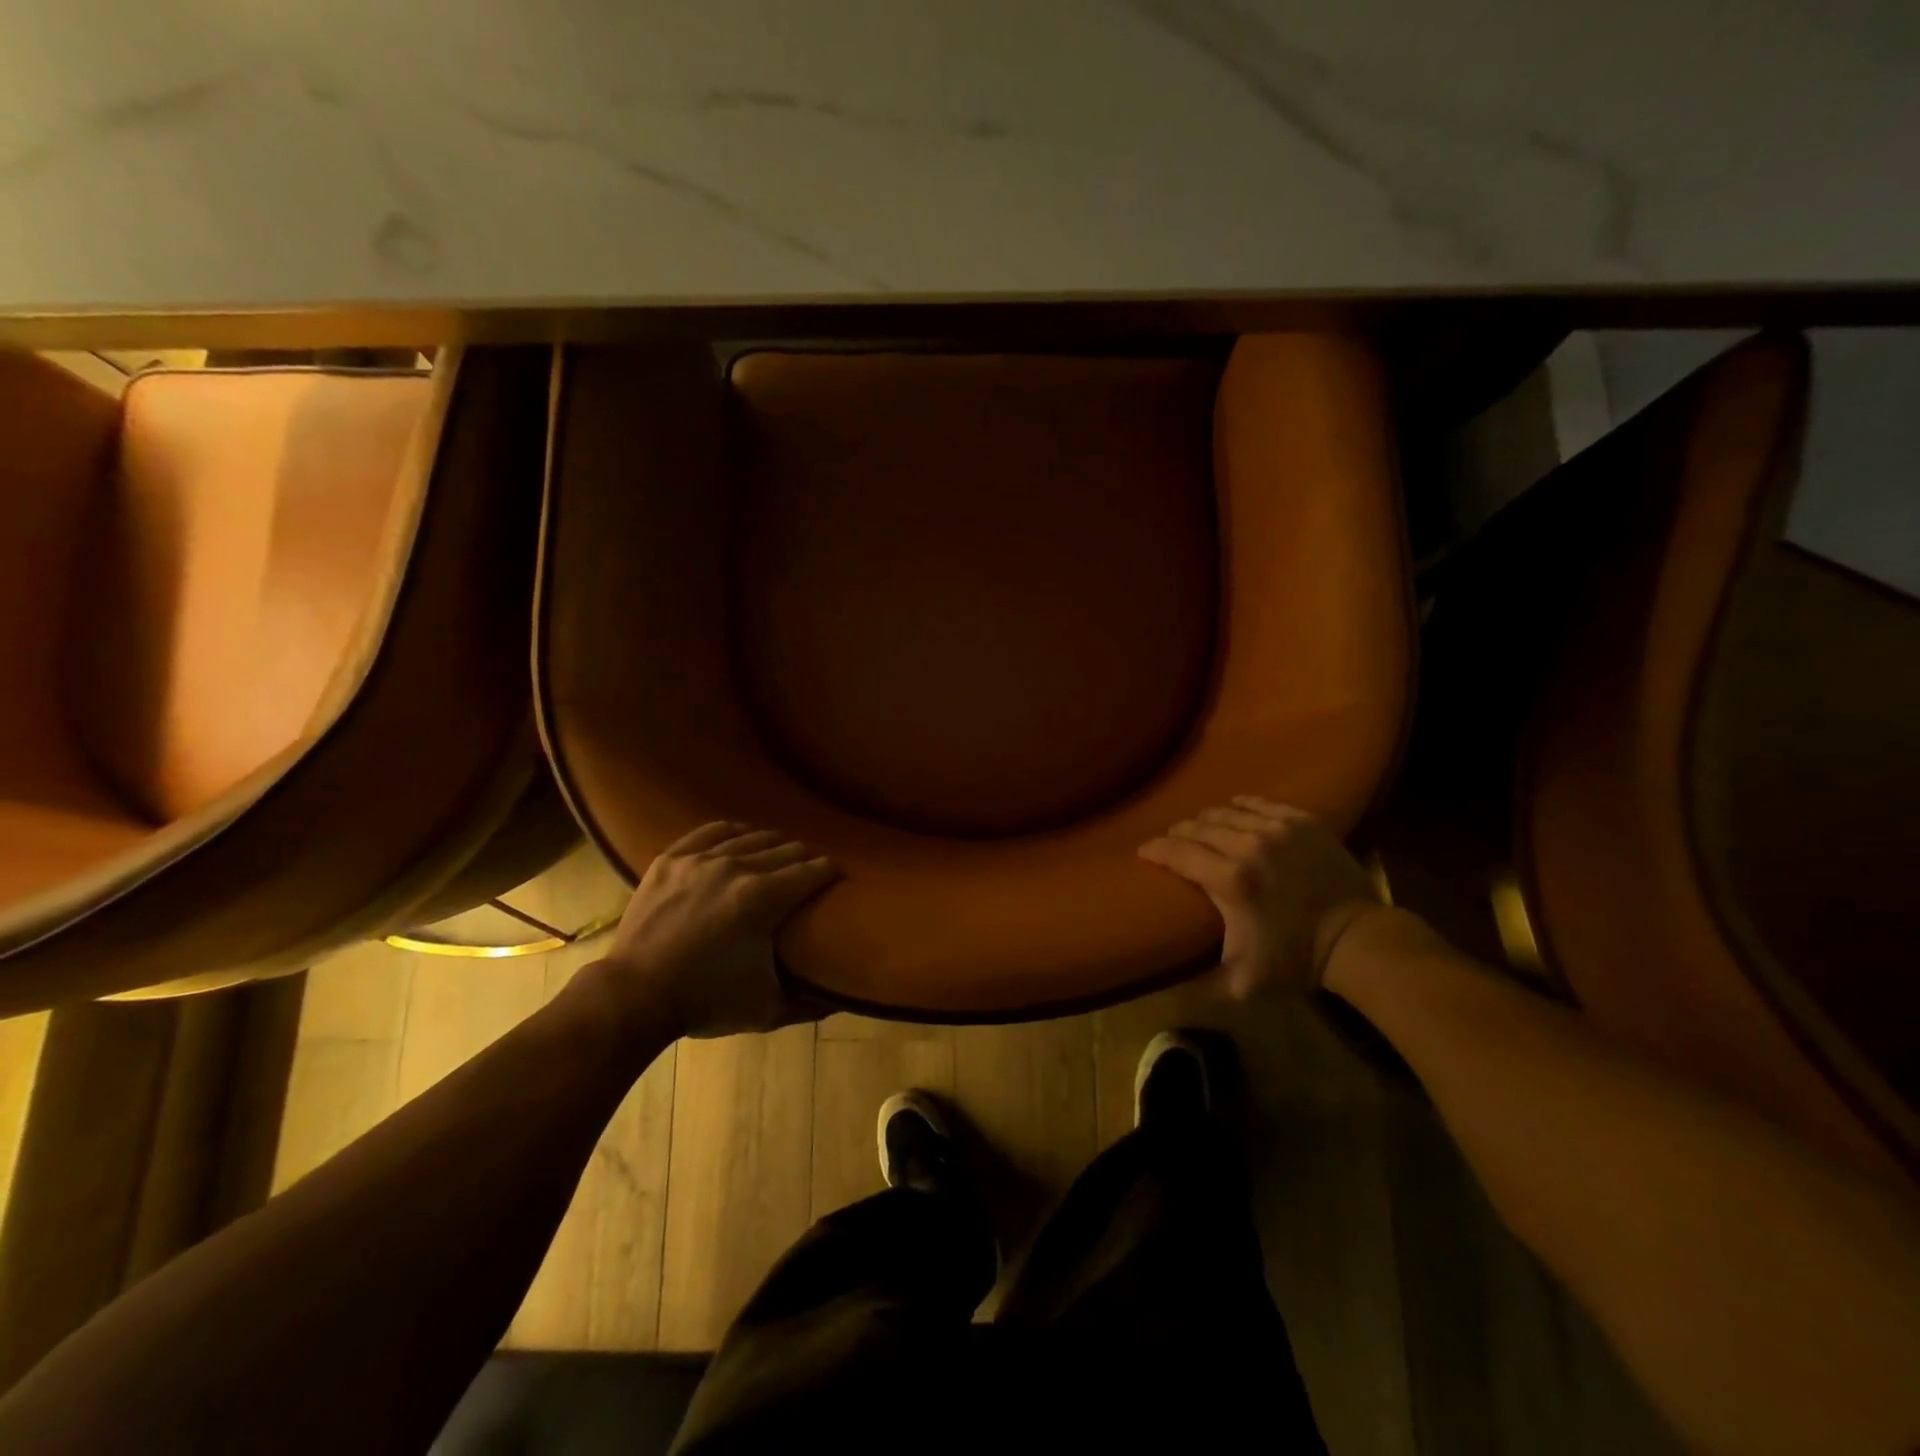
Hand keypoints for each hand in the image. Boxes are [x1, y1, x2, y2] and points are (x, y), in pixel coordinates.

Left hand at [589, 821, 841, 1038]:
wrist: (635, 995)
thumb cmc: (705, 1001)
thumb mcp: (766, 1008)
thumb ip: (809, 1003)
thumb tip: (841, 1000)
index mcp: (764, 898)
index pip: (813, 871)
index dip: (832, 872)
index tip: (839, 878)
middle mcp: (737, 867)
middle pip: (787, 849)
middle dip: (807, 858)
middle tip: (812, 870)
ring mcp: (701, 859)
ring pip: (752, 836)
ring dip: (774, 844)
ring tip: (781, 855)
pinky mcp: (672, 858)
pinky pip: (711, 831)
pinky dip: (734, 831)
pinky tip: (741, 837)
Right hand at [1138, 796, 1382, 999]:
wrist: (1358, 940)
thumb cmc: (1296, 961)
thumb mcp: (1240, 983)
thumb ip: (1198, 982)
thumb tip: (1164, 981)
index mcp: (1229, 880)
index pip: (1175, 852)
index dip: (1153, 849)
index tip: (1144, 853)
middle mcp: (1248, 845)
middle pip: (1196, 827)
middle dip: (1178, 834)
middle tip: (1174, 845)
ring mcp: (1278, 828)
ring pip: (1225, 812)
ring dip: (1206, 821)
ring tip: (1202, 831)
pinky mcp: (1302, 821)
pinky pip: (1259, 803)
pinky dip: (1241, 806)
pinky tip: (1235, 810)